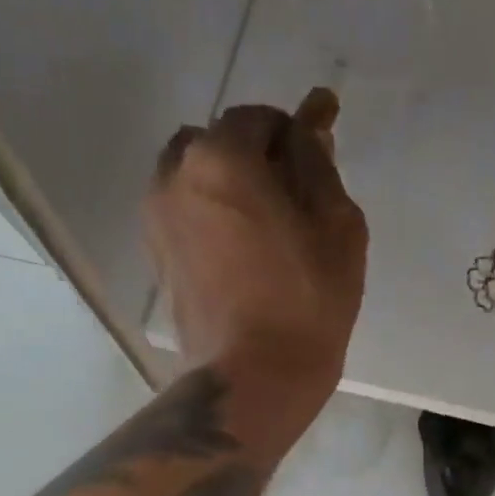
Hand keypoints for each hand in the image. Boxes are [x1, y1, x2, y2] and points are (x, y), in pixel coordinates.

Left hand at [146, 90, 367, 428]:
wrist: (255, 376)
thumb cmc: (307, 301)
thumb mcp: (336, 225)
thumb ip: (319, 164)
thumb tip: (311, 120)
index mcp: (221, 157)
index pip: (260, 119)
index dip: (295, 134)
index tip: (320, 163)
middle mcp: (175, 175)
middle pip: (219, 143)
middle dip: (258, 157)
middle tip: (296, 199)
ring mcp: (158, 218)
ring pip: (196, 177)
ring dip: (230, 185)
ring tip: (267, 227)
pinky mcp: (158, 257)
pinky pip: (186, 214)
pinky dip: (213, 215)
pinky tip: (243, 250)